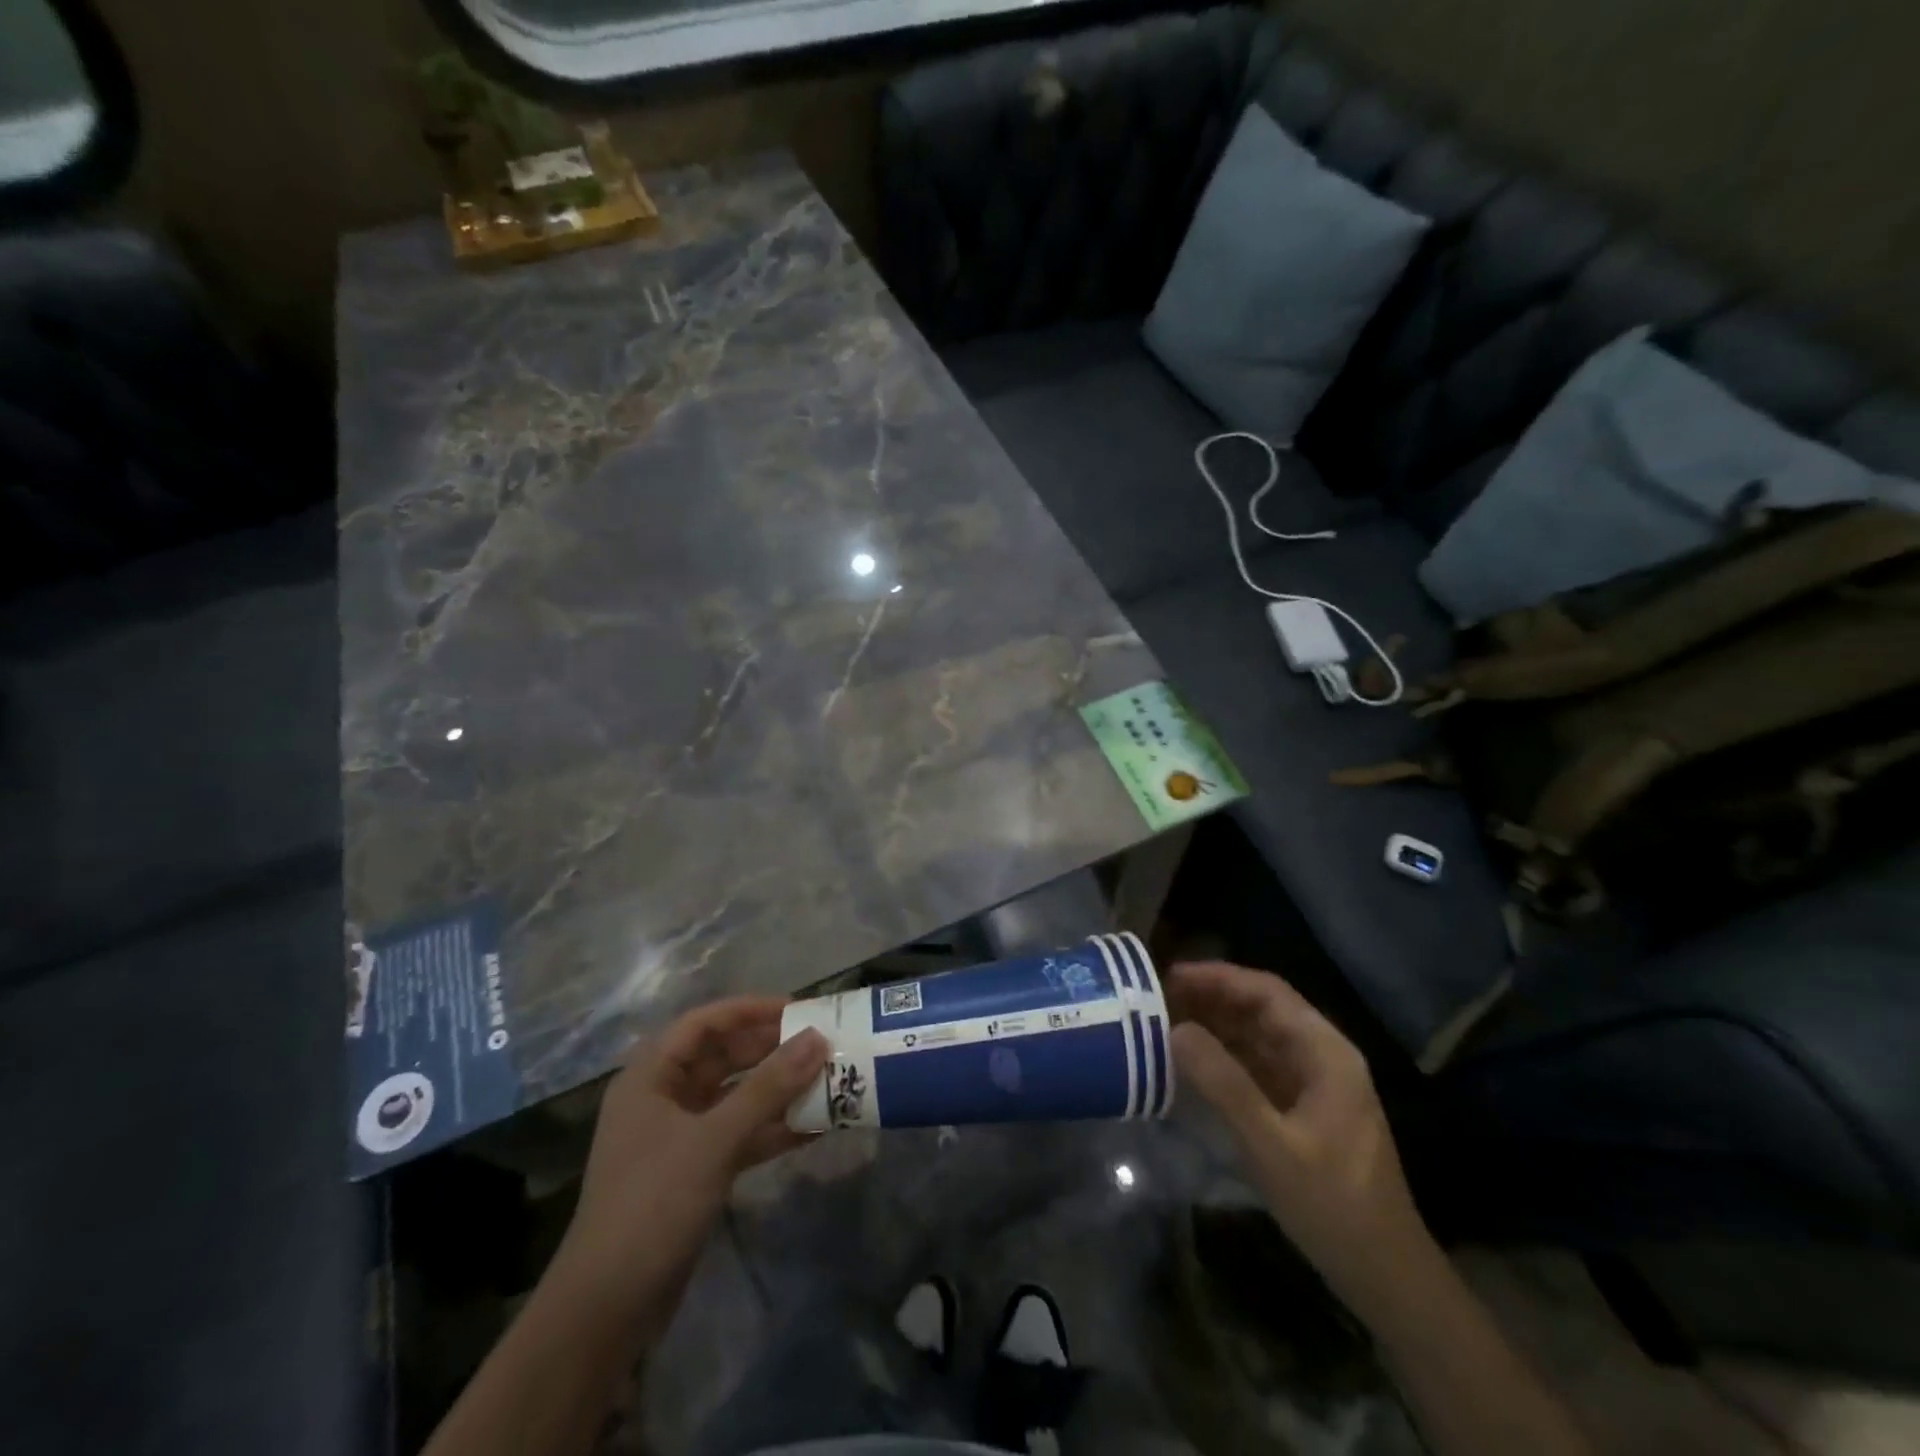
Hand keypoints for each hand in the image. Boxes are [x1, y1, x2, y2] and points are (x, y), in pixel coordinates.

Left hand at [546, 997, 827, 1342]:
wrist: (607, 1310)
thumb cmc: (652, 1205)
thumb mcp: (714, 1140)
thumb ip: (768, 1087)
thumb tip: (818, 1039)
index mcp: (651, 1075)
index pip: (705, 1022)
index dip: (751, 1010)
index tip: (799, 1008)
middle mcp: (663, 1097)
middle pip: (722, 1056)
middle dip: (771, 1050)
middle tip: (821, 1044)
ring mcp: (679, 1136)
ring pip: (735, 1096)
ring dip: (777, 1090)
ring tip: (827, 1081)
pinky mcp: (694, 1171)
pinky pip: (740, 1134)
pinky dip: (772, 1129)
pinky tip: (814, 1129)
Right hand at [1168, 962, 1431, 1316]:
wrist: (1386, 1278)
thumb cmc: (1334, 1206)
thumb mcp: (1273, 1146)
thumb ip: (1224, 1085)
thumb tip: (1176, 1030)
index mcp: (1326, 1052)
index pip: (1268, 992)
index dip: (1219, 977)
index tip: (1170, 976)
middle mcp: (1321, 1056)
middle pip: (1261, 1009)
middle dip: (1212, 998)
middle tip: (1159, 999)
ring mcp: (1313, 1084)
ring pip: (1257, 1036)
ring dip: (1215, 1026)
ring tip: (1166, 1023)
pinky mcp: (1302, 1109)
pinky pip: (1257, 1066)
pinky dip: (1224, 1057)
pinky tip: (1192, 1064)